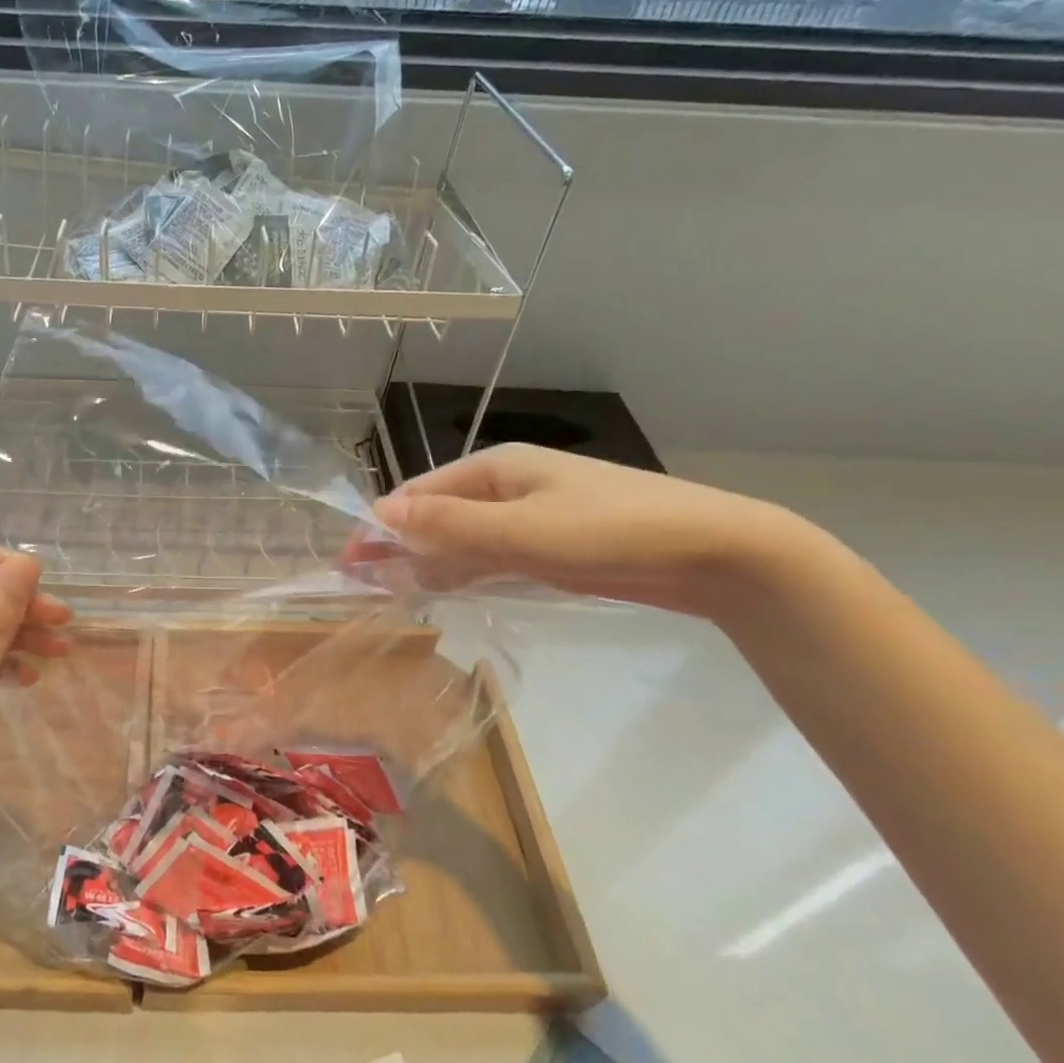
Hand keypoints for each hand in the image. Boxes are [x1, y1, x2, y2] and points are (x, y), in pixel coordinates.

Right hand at [346, 444, 811, 619]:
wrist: (714, 552)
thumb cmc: (611, 532)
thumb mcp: (522, 530)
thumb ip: (450, 525)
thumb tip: (380, 513)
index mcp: (494, 469)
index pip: (418, 494)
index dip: (380, 526)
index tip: (349, 563)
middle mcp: (506, 487)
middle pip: (435, 515)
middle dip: (397, 545)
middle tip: (363, 585)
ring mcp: (528, 516)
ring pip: (460, 538)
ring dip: (426, 562)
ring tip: (390, 593)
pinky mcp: (548, 546)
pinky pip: (489, 556)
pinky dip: (461, 571)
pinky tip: (442, 591)